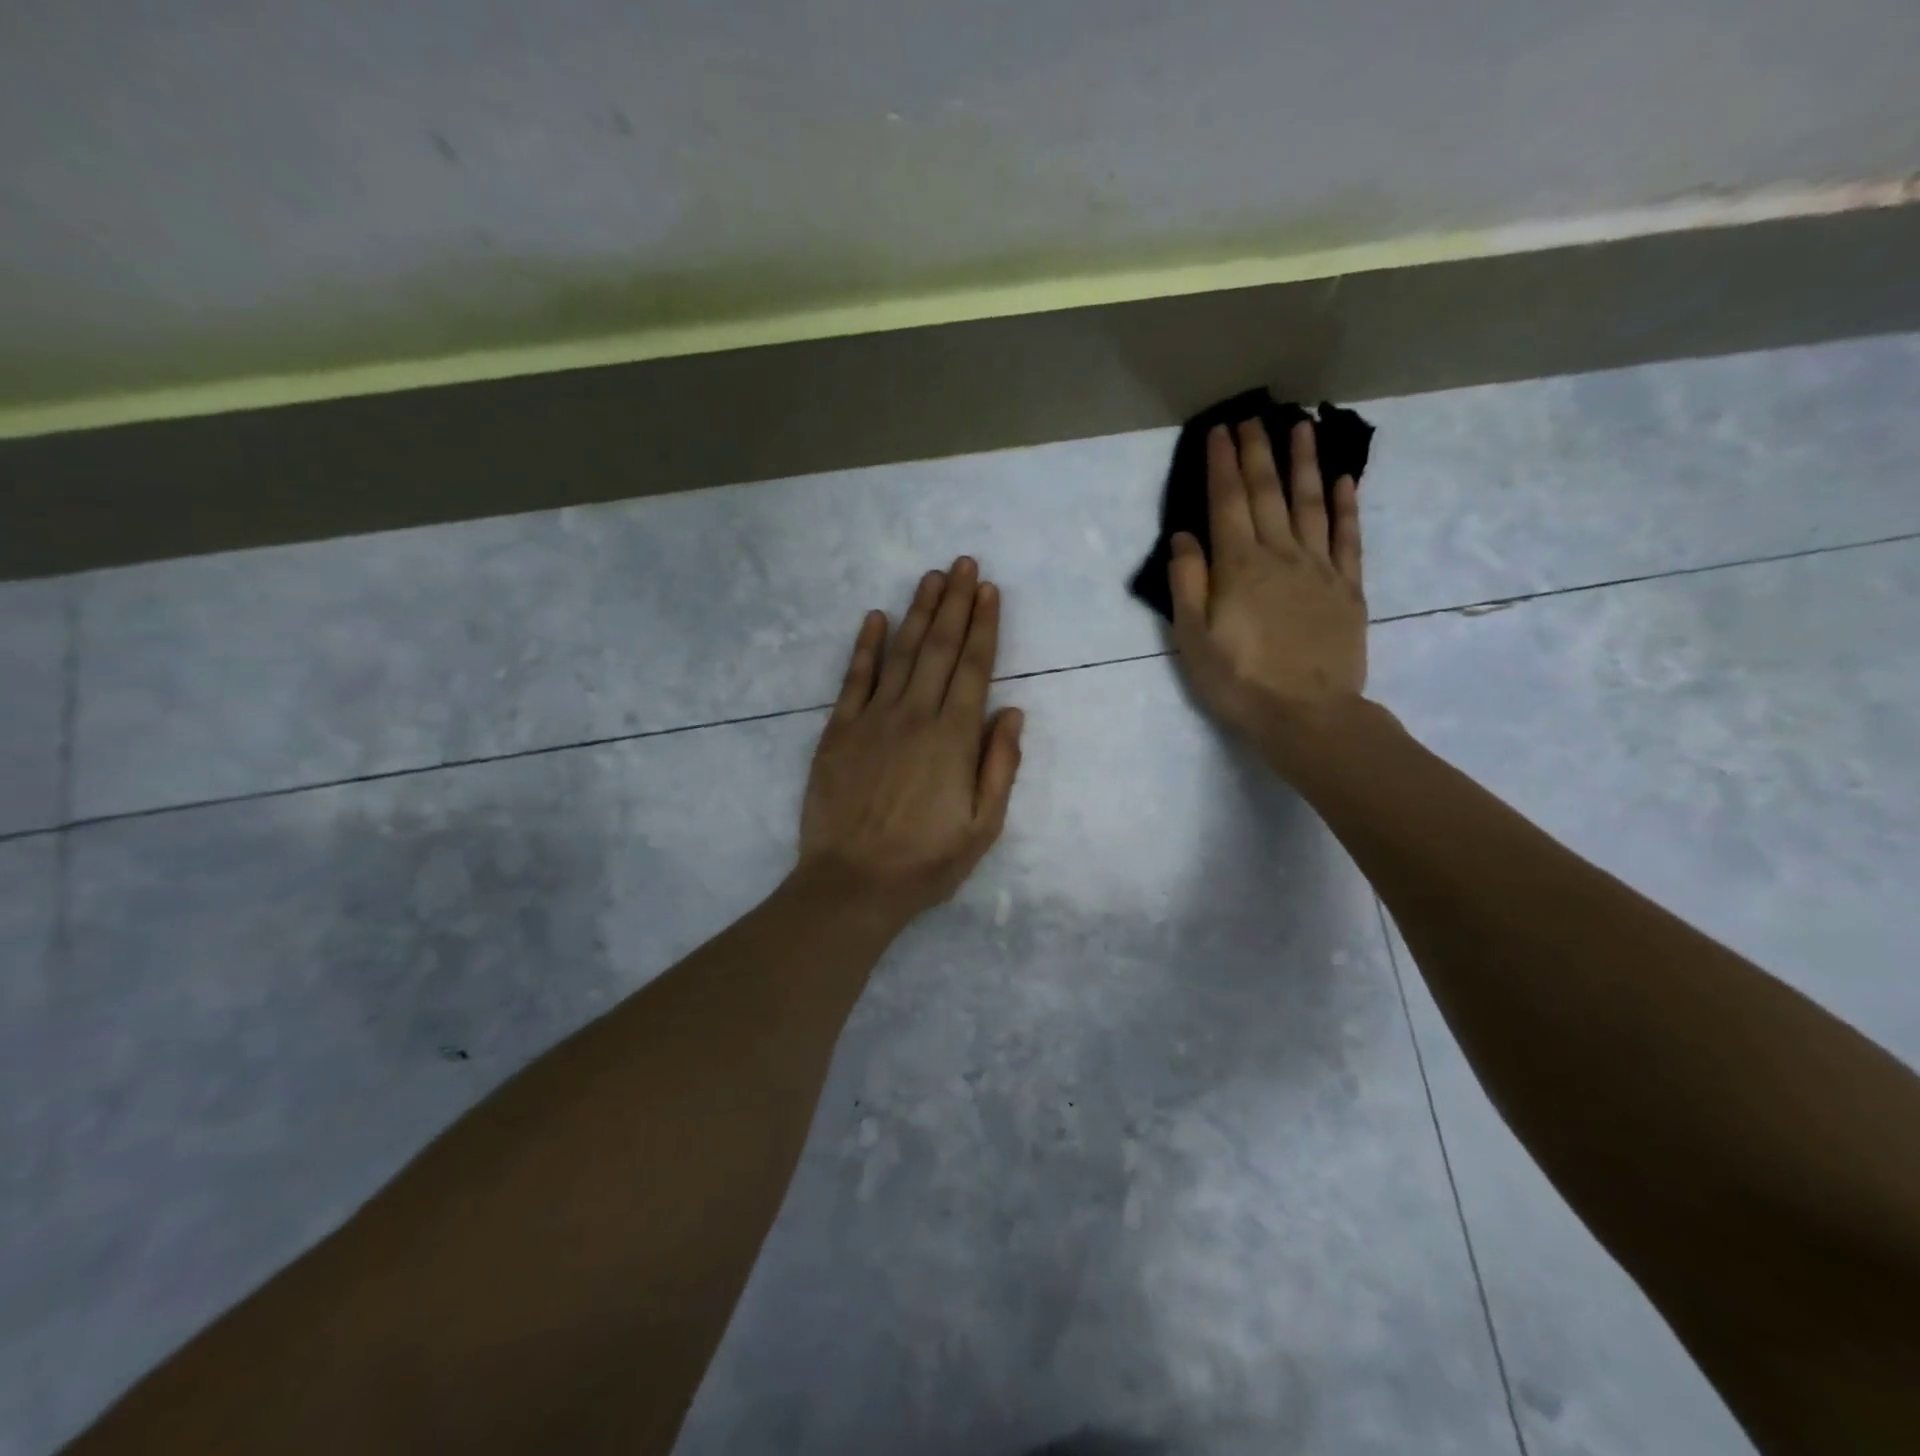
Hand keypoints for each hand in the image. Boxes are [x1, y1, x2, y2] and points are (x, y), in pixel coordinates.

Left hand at [797, 557, 1023, 922]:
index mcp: (954, 737)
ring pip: (901, 653)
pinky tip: (876, 618)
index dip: (984, 626)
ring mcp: (873, 719)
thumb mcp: (984, 826)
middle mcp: (915, 715)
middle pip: (939, 648)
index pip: (974, 667)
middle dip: (954, 603)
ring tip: (931, 577)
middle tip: (963, 564)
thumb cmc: (926, 861)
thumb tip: (1011, 711)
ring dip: (918, 612)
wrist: (852, 883)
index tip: (989, 590)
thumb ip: (1000, 764)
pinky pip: (855, 678)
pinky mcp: (839, 730)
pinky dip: (866, 646)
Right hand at [1169, 418, 1368, 745]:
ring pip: (1311, 503)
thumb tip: (1183, 536)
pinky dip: (1346, 506)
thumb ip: (1188, 583)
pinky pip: (1349, 538)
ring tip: (1301, 427)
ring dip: (1304, 463)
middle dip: (1258, 452)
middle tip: (1255, 416)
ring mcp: (1320, 569)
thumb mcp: (1193, 639)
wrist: (1308, 715)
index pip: (1227, 503)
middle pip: (1268, 493)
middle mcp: (1281, 555)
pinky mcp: (1349, 588)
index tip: (1220, 431)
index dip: (1223, 464)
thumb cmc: (1240, 681)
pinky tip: (1344, 481)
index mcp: (1239, 566)